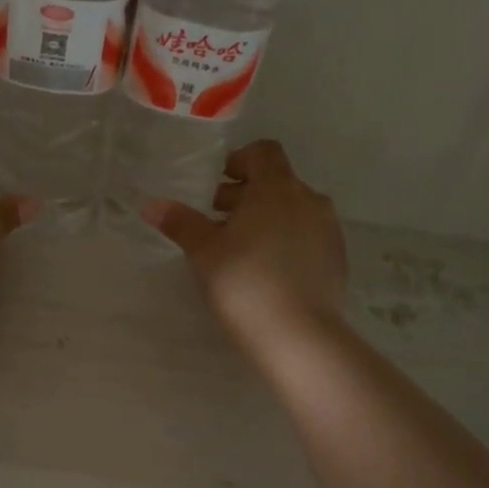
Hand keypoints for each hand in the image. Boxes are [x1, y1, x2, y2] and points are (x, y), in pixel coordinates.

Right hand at [144, 140, 347, 349]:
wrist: (299, 335)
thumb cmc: (244, 282)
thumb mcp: (203, 251)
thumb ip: (180, 223)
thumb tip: (152, 205)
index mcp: (276, 188)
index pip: (263, 152)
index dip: (239, 161)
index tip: (218, 184)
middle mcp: (308, 200)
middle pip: (277, 182)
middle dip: (247, 195)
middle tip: (217, 221)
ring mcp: (328, 229)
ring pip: (293, 210)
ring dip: (267, 218)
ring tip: (240, 248)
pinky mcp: (336, 259)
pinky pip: (307, 236)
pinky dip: (286, 241)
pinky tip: (266, 271)